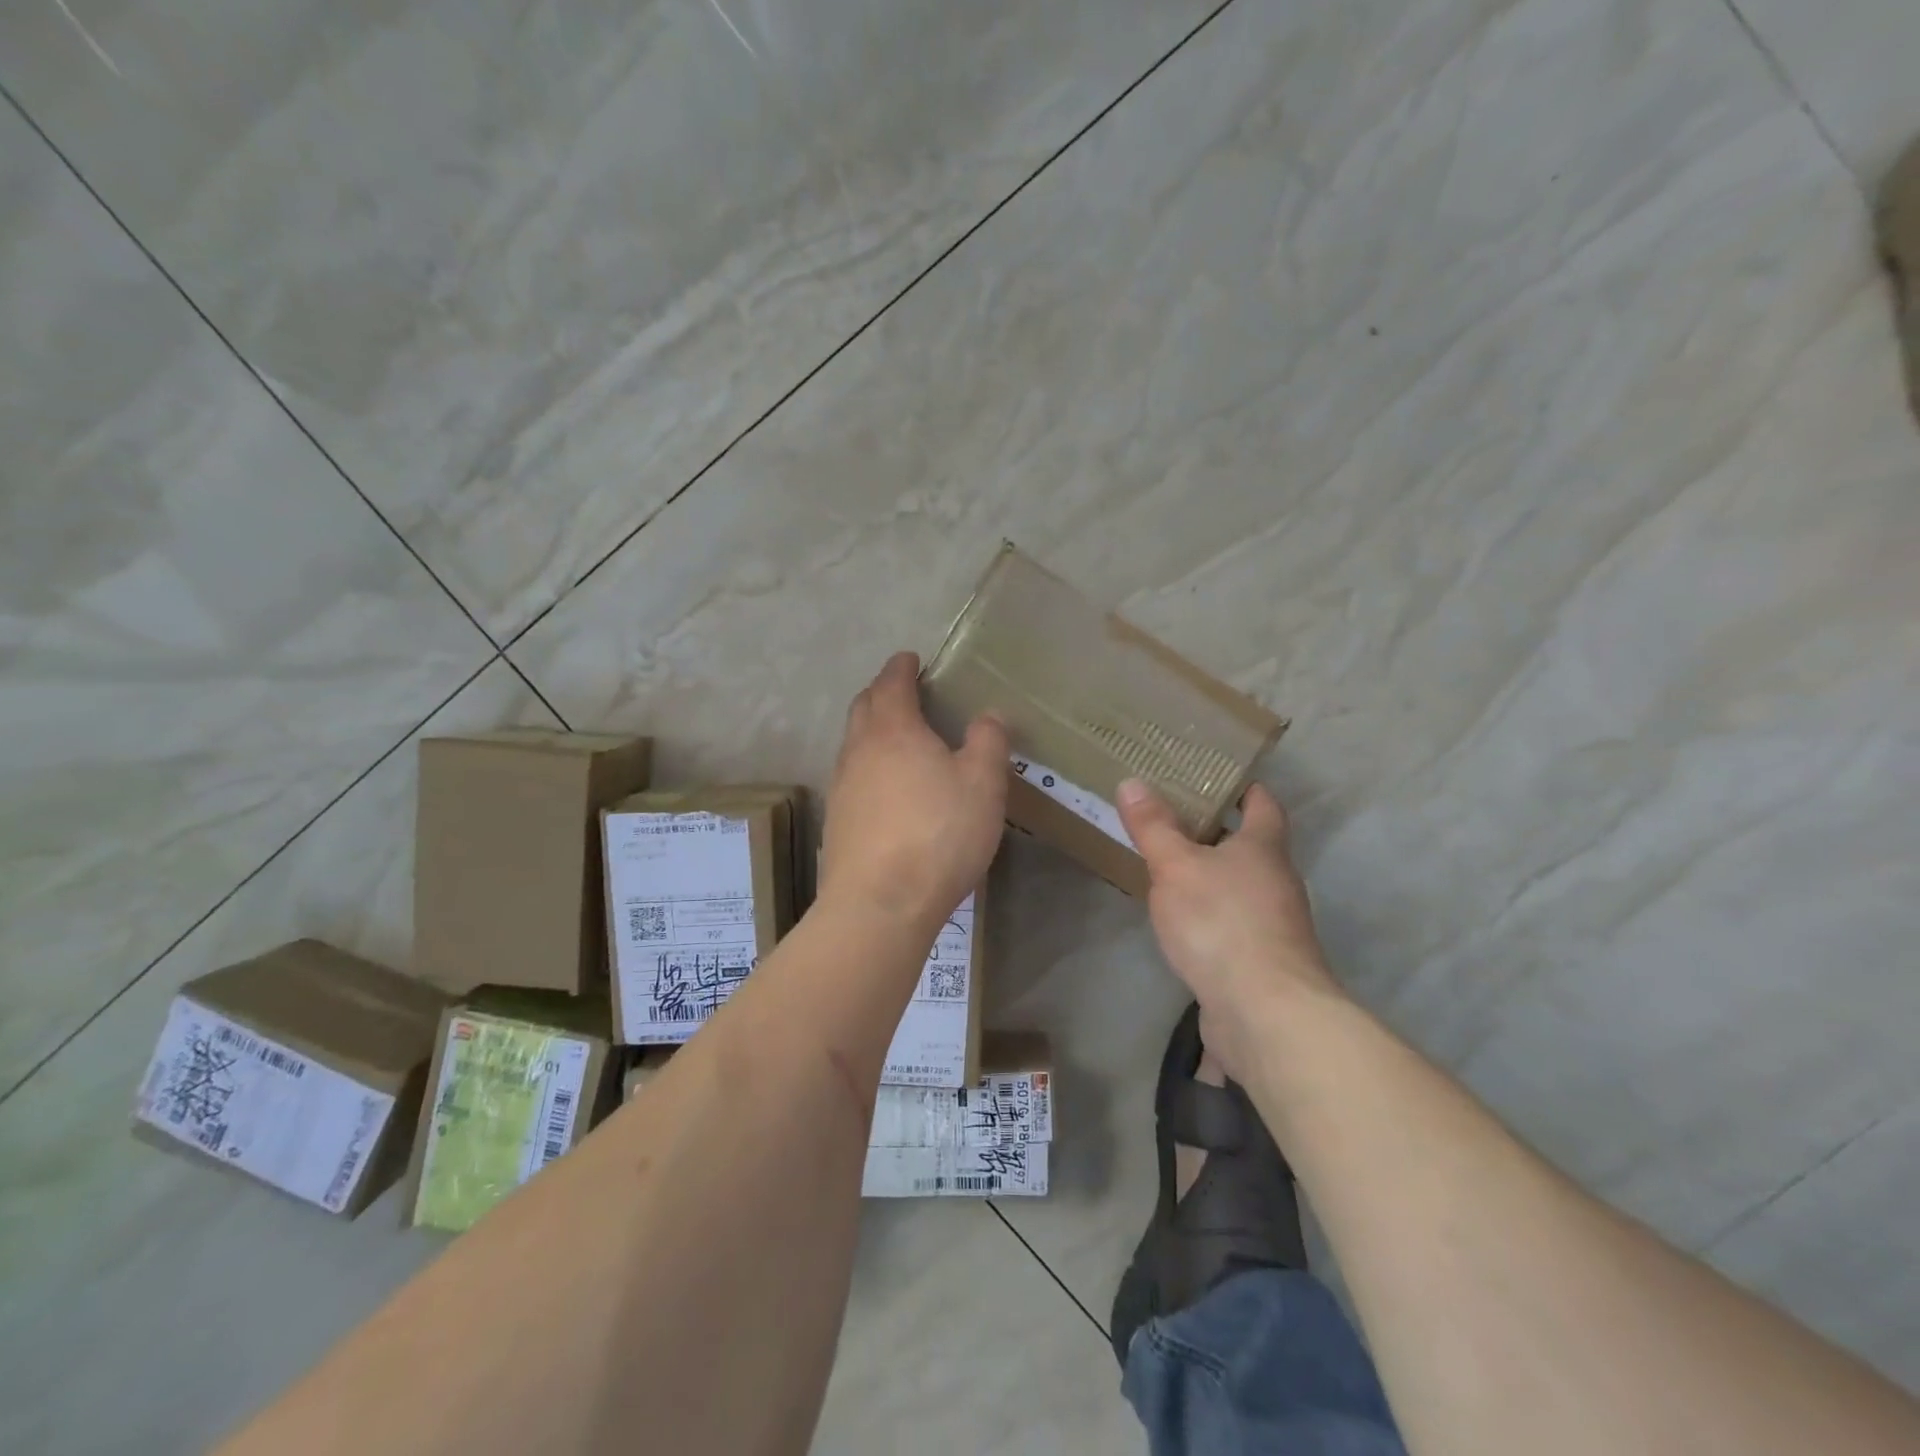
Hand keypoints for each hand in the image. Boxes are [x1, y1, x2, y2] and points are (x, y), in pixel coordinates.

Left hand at [820, 652, 1008, 929]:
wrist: (880, 903)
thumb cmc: (938, 833)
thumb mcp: (983, 784)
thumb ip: (988, 742)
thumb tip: (988, 715)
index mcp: (893, 729)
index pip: (892, 682)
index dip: (902, 667)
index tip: (911, 659)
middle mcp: (859, 750)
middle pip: (863, 707)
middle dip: (881, 693)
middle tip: (903, 693)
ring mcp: (842, 787)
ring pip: (853, 743)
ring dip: (872, 730)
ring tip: (898, 739)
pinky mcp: (837, 821)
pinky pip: (852, 777)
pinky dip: (868, 766)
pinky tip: (887, 788)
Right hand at [1117, 778, 1344, 1079]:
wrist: (1265, 1012)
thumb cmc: (1221, 922)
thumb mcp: (1176, 866)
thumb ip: (1154, 826)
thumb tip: (1132, 781)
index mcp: (1264, 847)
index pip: (1263, 804)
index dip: (1245, 788)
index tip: (1217, 777)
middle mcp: (1278, 880)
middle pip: (1252, 846)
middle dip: (1218, 832)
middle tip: (1174, 818)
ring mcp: (1275, 924)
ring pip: (1242, 886)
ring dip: (1214, 875)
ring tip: (1171, 868)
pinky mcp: (1263, 961)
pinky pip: (1235, 923)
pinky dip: (1212, 914)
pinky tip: (1184, 922)